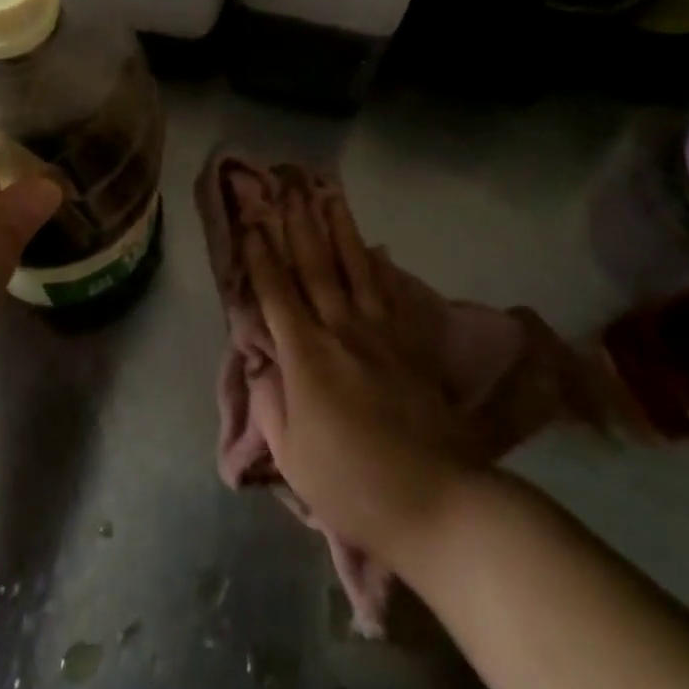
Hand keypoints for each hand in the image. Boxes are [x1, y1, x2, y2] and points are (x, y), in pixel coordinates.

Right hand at [237, 169, 483, 560]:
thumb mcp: (292, 457)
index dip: (261, 256)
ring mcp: (380, 331)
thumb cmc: (353, 484)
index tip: (251, 222)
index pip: (277, 293)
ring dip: (339, 228)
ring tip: (328, 195)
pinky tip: (377, 245)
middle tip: (287, 189)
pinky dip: (380, 265)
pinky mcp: (410, 342)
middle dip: (297, 225)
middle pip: (314, 266)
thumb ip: (270, 402)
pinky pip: (391, 292)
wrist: (437, 499)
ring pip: (354, 267)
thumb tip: (262, 361)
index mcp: (306, 355)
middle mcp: (341, 329)